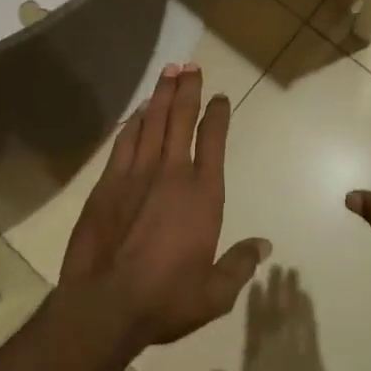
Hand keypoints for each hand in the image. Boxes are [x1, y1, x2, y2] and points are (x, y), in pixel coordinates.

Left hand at [60, 63, 270, 352]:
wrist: (105, 304)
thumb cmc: (166, 299)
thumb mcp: (214, 293)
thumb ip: (240, 265)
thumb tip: (265, 246)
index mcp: (203, 194)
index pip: (213, 141)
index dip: (217, 115)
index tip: (220, 96)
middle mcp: (172, 173)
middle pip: (181, 119)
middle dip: (188, 89)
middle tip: (190, 65)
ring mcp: (137, 174)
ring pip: (153, 122)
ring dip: (162, 95)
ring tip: (169, 72)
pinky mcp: (108, 182)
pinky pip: (124, 141)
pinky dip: (134, 122)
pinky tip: (138, 110)